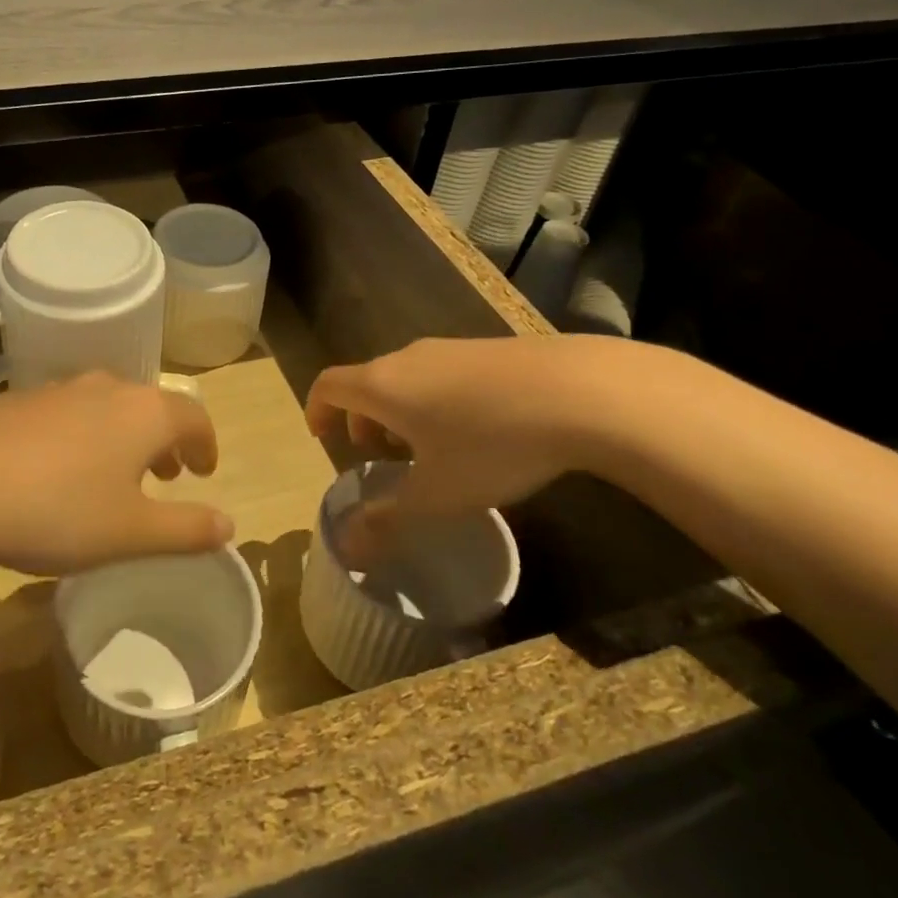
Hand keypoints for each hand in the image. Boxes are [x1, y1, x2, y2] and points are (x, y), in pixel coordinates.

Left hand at [0, 372, 230, 576]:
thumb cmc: (59, 511)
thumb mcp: (132, 533)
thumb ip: (187, 529)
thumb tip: (229, 525)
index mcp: (144, 412)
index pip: (194, 416)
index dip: (206, 443)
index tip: (204, 470)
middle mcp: (107, 388)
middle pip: (151, 405)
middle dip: (166, 439)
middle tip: (168, 474)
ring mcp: (59, 389)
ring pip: (109, 406)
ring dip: (124, 435)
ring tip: (117, 473)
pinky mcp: (19, 400)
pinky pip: (69, 412)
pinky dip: (84, 434)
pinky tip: (60, 469)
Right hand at [305, 336, 621, 556]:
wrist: (580, 392)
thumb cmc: (490, 445)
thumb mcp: (438, 494)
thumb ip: (389, 519)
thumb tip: (347, 548)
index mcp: (381, 386)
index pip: (328, 385)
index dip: (317, 410)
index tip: (322, 437)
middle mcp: (407, 358)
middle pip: (367, 381)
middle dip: (363, 419)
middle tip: (380, 456)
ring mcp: (449, 348)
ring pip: (406, 378)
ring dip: (400, 411)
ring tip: (429, 449)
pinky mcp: (487, 348)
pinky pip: (440, 373)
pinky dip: (434, 400)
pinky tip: (476, 431)